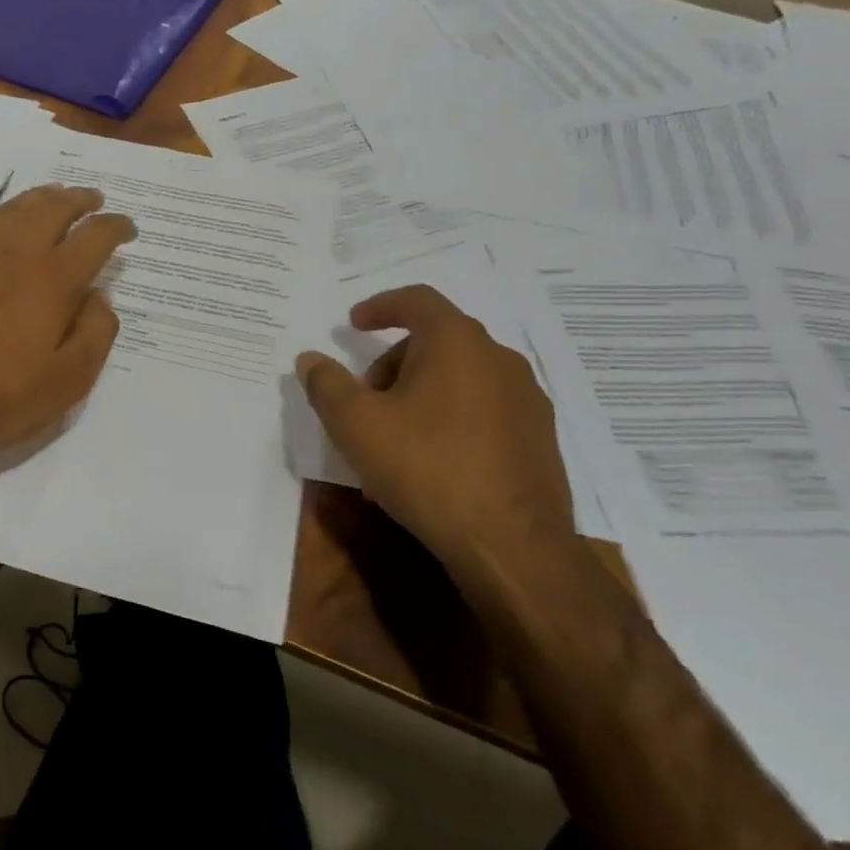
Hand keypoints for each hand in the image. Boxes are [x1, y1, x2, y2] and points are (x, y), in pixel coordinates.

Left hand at [0, 184, 135, 474]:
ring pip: (10, 208)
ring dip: (37, 196)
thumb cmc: (1, 398)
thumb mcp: (69, 381)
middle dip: (79, 200)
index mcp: (53, 281)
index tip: (127, 228)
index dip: (116, 227)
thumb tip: (99, 297)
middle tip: (93, 199)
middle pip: (52, 209)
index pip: (94, 237)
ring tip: (53, 195)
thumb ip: (95, 333)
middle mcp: (15, 255)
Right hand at [295, 285, 577, 586]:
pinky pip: (484, 409)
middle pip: (437, 340)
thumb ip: (326, 384)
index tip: (353, 324)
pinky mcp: (539, 438)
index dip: (380, 306)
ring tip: (394, 436)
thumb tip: (310, 359)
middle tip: (366, 398)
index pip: (417, 300)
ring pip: (461, 377)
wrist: (513, 548)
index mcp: (457, 343)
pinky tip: (432, 462)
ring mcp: (526, 400)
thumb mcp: (356, 425)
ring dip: (421, 391)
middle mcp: (499, 359)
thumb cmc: (427, 469)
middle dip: (393, 362)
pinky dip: (451, 417)